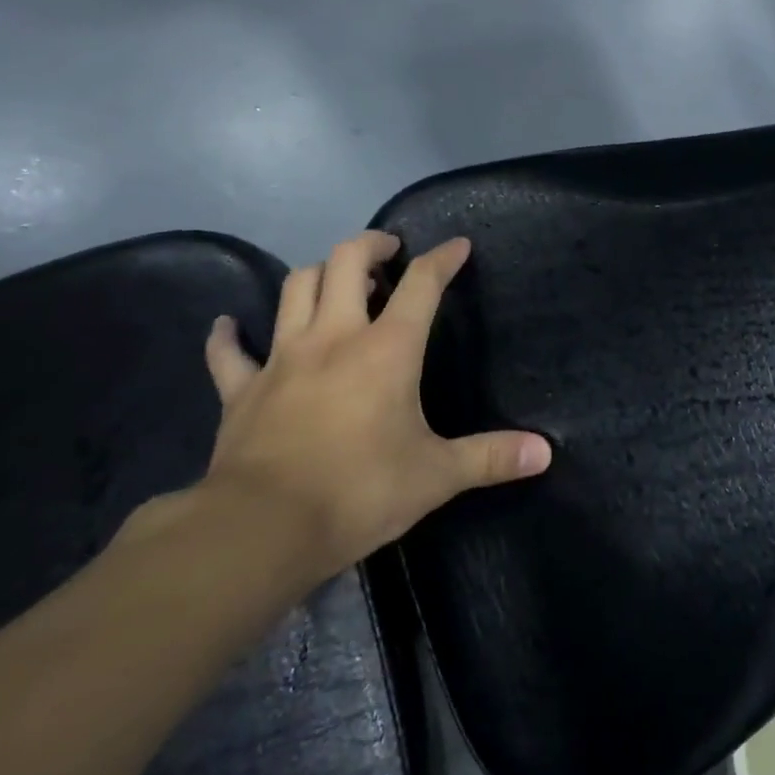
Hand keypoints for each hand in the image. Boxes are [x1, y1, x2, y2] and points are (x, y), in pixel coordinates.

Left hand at [197, 231, 551, 576]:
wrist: (262, 529)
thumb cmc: (359, 491)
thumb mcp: (436, 476)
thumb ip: (491, 457)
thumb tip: (545, 452)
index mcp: (387, 349)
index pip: (422, 284)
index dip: (443, 259)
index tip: (458, 246)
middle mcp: (334, 336)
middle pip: (346, 261)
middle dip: (371, 245)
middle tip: (388, 252)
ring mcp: (283, 358)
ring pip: (295, 287)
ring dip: (317, 272)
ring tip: (335, 279)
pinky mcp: (243, 389)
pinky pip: (229, 352)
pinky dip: (229, 335)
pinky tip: (230, 326)